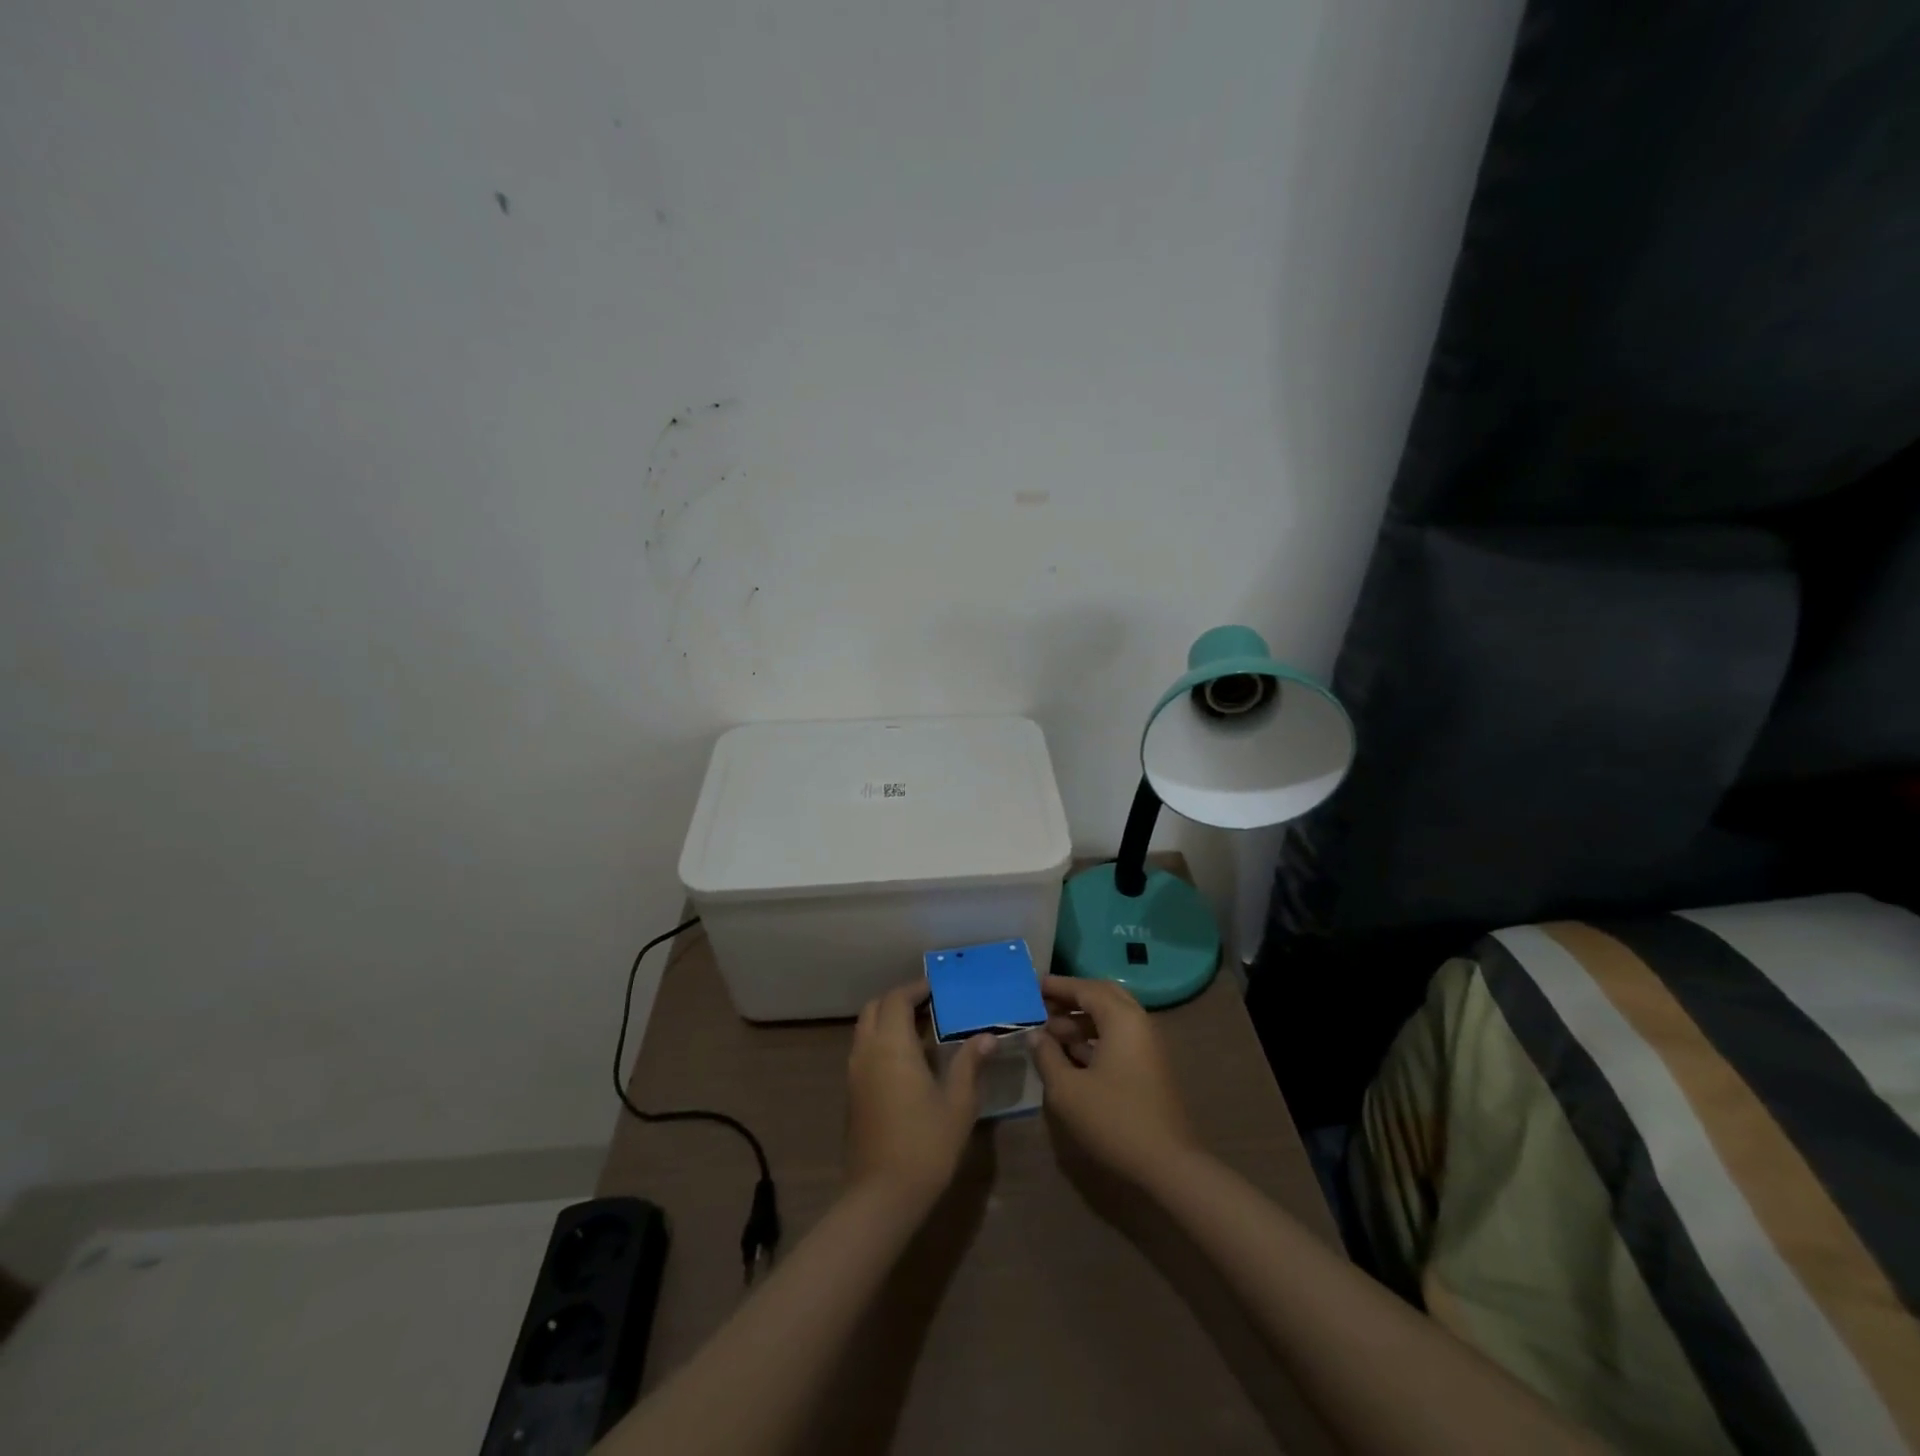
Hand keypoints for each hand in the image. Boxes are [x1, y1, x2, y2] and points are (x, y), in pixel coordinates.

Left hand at [845, 982, 994, 1205]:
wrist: (881, 1196)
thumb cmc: (926, 1144)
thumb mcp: (958, 1103)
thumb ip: (970, 1064)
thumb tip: (987, 1037)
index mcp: (891, 1045)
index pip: (897, 999)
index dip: (916, 988)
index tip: (938, 988)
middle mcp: (867, 1051)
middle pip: (875, 1008)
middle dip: (899, 1000)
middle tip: (929, 1005)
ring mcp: (855, 1073)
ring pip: (866, 1029)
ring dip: (889, 1020)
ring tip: (923, 1030)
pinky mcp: (852, 1094)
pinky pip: (864, 1051)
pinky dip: (882, 1042)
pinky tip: (910, 1062)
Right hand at [1031, 975, 1198, 1186]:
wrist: (1167, 1164)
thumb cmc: (1113, 1120)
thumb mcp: (1067, 1090)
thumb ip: (1047, 1056)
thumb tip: (1035, 1035)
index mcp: (1122, 1018)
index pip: (1085, 988)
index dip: (1057, 986)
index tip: (1031, 986)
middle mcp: (1138, 1022)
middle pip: (1102, 996)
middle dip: (1071, 998)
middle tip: (1042, 1005)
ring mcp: (1147, 1045)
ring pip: (1111, 1018)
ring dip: (1081, 1020)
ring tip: (1049, 1033)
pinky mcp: (1149, 1066)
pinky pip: (1118, 1038)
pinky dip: (1094, 1038)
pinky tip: (1070, 1054)